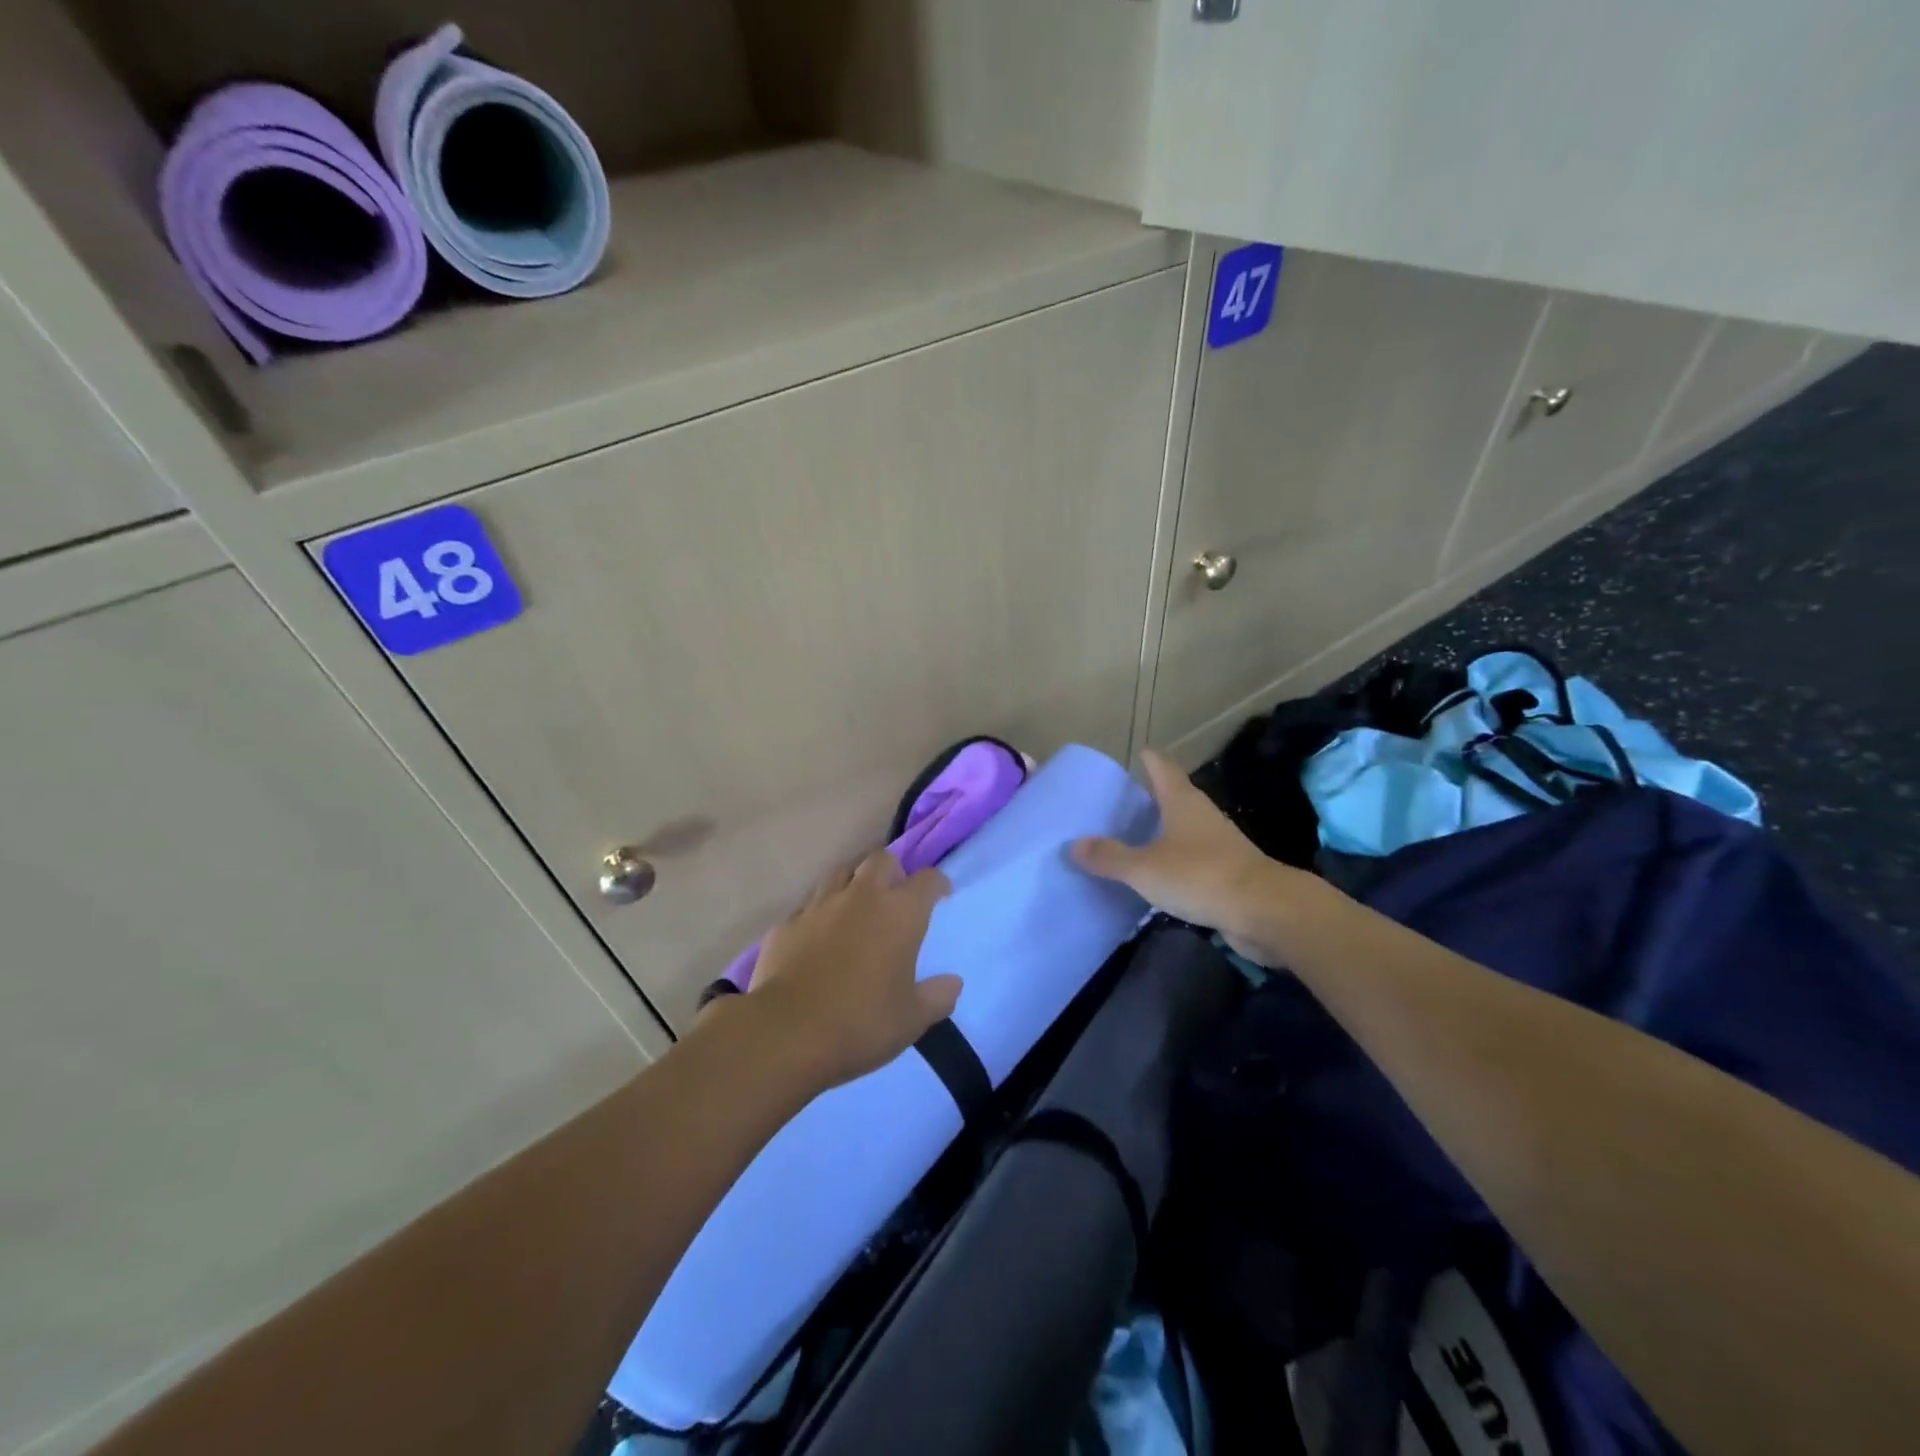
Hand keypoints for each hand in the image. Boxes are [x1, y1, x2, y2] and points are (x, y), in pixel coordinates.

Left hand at [745, 850, 957, 1090]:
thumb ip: (937, 997)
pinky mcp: (787, 923)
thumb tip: (953, 982)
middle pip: (880, 859)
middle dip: (892, 871)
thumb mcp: (912, 1019)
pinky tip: (818, 936)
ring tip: (856, 906)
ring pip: (840, 872)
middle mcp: (861, 897)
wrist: (786, 1033)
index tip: (940, 896)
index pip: (927, 880)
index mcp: (900, 913)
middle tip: (894, 896)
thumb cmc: (861, 1023)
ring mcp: (819, 906)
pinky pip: (808, 905)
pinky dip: (819, 913)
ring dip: (853, 882)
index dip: (937, 884)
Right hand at [1072, 749, 1312, 966]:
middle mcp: (1203, 816)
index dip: (1149, 760)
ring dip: (1164, 831)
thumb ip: (1110, 857)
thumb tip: (1074, 845)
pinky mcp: (1229, 873)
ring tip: (1135, 838)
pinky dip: (1176, 861)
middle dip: (1152, 797)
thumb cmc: (1200, 875)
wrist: (1266, 911)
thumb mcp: (1145, 868)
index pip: (1163, 768)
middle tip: (1122, 802)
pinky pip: (1194, 859)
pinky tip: (1159, 874)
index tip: (1136, 754)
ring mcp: (1220, 844)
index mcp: (1183, 802)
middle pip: (1176, 797)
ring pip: (1186, 829)